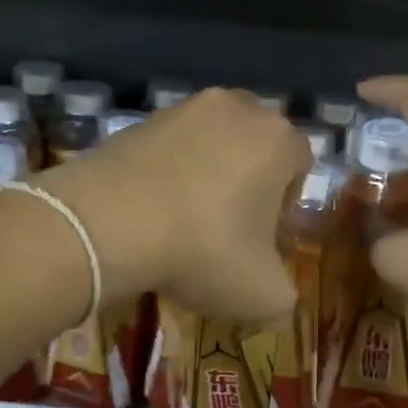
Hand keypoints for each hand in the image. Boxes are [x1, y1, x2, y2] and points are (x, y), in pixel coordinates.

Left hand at [36, 88, 307, 321]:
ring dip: (204, 180)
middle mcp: (235, 108)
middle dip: (246, 187)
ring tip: (182, 228)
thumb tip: (277, 298)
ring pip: (207, 148)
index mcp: (277, 138)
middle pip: (253, 150)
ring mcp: (180, 110)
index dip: (286, 208)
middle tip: (227, 233)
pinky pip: (165, 152)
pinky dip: (164, 178)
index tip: (263, 243)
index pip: (300, 166)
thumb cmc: (204, 250)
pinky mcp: (135, 122)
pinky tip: (149, 217)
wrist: (107, 224)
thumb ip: (284, 295)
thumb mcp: (263, 294)